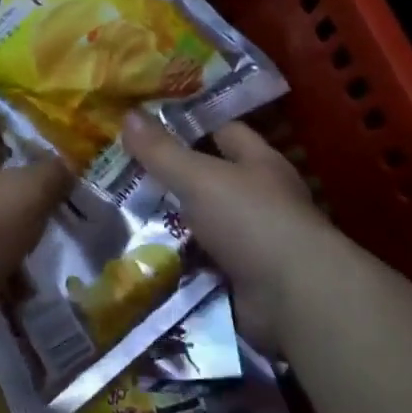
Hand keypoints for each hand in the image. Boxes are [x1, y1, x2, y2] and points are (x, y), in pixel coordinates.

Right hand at [122, 115, 340, 351]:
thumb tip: (128, 114)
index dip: (187, 124)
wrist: (294, 298)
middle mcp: (258, 198)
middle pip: (207, 179)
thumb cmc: (251, 220)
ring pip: (199, 223)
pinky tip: (138, 256)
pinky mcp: (240, 278)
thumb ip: (162, 151)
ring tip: (117, 215)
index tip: (146, 125)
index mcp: (258, 162)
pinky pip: (198, 262)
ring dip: (167, 223)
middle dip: (168, 178)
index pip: (222, 130)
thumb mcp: (200, 178)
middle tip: (119, 172)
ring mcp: (251, 241)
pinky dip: (174, 261)